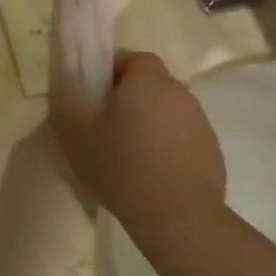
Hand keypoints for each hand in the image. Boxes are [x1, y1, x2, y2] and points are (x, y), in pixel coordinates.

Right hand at [49, 51, 224, 218]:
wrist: (177, 216)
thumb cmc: (121, 165)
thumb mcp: (75, 133)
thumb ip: (65, 102)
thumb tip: (66, 88)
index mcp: (148, 80)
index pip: (132, 58)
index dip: (111, 73)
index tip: (94, 99)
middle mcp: (180, 93)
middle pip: (151, 86)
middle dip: (129, 100)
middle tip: (105, 128)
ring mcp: (201, 123)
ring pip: (167, 113)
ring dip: (148, 125)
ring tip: (127, 156)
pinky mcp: (211, 153)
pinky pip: (182, 140)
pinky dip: (166, 149)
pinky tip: (150, 176)